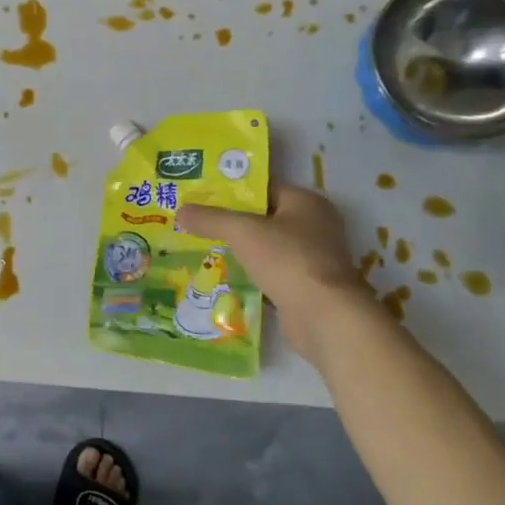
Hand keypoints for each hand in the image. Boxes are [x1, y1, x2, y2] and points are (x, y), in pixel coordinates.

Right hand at [178, 182, 371, 363]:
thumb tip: (180, 210)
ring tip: (203, 247)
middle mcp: (315, 225)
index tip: (201, 196)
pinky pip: (271, 272)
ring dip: (241, 250)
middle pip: (264, 217)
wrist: (323, 316)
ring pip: (267, 247)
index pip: (263, 188)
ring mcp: (313, 258)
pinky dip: (251, 274)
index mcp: (306, 202)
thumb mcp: (242, 232)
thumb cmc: (286, 260)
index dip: (232, 191)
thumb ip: (211, 219)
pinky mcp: (307, 286)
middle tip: (197, 222)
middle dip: (232, 222)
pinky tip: (224, 276)